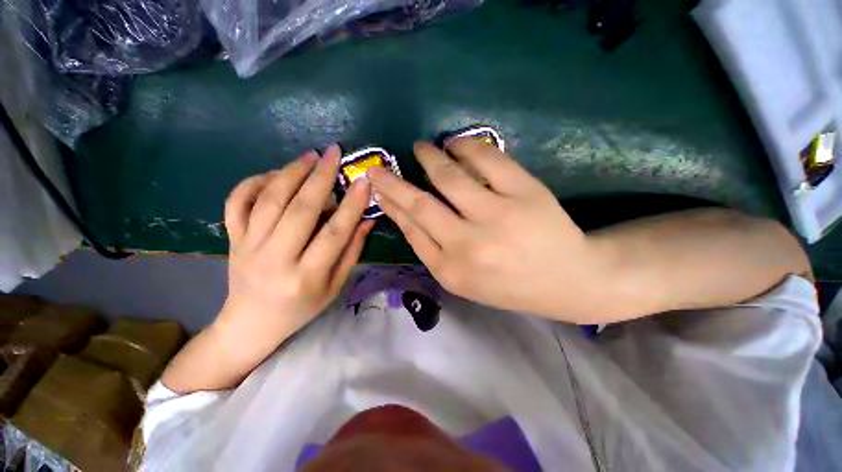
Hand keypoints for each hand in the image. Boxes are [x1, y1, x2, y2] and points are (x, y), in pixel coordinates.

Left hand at [219, 144, 373, 344]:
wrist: (251, 322)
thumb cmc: (301, 308)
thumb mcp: (335, 286)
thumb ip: (352, 251)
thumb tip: (366, 219)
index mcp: (306, 276)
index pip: (333, 234)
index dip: (351, 206)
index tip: (362, 181)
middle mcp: (274, 259)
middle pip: (299, 210)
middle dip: (319, 178)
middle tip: (333, 153)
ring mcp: (248, 246)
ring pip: (268, 200)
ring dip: (290, 173)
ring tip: (309, 156)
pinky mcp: (232, 238)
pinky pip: (237, 203)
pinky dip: (253, 182)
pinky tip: (274, 174)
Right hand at [367, 140, 607, 322]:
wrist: (565, 280)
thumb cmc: (509, 284)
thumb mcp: (463, 280)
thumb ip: (432, 249)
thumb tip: (404, 213)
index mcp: (451, 270)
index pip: (412, 229)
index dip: (391, 205)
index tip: (378, 188)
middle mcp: (468, 245)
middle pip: (420, 204)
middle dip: (393, 182)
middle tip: (379, 167)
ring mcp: (497, 216)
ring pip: (449, 176)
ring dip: (429, 157)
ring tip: (422, 147)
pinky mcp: (524, 193)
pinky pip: (487, 159)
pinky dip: (466, 146)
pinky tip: (455, 144)